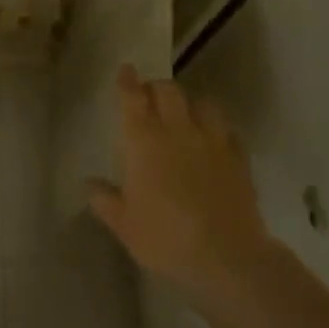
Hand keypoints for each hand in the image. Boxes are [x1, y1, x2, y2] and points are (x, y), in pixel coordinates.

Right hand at [89, 65, 271, 306]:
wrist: (226, 257)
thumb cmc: (164, 238)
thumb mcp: (124, 224)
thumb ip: (105, 199)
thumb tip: (90, 183)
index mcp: (144, 141)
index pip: (133, 98)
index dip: (127, 81)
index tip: (126, 70)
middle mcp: (177, 131)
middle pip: (168, 91)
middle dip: (156, 87)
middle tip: (150, 95)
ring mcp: (212, 142)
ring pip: (202, 103)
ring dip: (190, 103)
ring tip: (185, 113)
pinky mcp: (238, 158)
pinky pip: (228, 130)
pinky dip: (217, 128)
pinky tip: (214, 139)